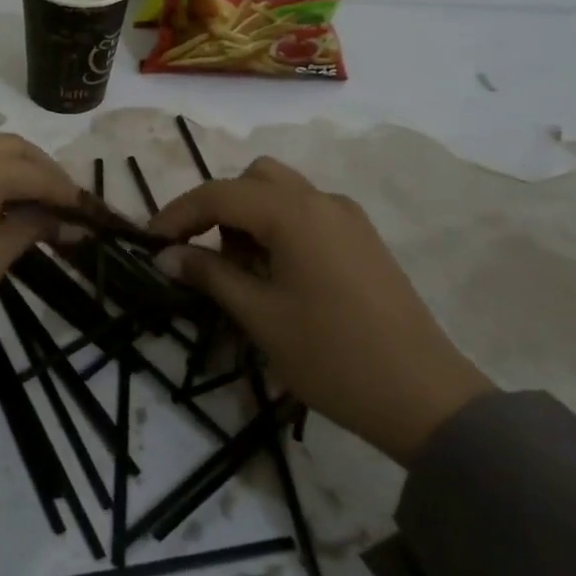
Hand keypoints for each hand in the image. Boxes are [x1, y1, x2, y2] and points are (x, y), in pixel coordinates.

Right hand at [149, 156, 493, 463]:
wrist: (424, 397)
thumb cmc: (331, 355)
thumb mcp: (259, 315)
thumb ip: (209, 274)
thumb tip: (166, 255)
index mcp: (294, 212)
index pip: (219, 194)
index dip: (178, 214)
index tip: (150, 242)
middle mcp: (322, 201)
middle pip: (252, 179)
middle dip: (217, 208)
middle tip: (200, 253)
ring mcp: (347, 218)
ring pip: (281, 192)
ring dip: (247, 216)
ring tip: (240, 270)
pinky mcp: (362, 239)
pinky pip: (306, 213)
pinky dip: (277, 227)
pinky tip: (275, 273)